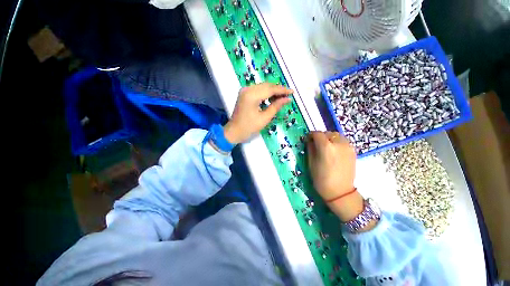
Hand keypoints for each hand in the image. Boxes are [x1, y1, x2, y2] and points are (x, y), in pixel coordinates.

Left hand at [224, 83, 292, 143]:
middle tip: (288, 95)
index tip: (292, 92)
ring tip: (282, 96)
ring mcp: (245, 90)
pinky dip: (266, 93)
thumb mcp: (264, 118)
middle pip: (266, 85)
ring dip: (272, 90)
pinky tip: (272, 97)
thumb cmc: (249, 127)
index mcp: (252, 95)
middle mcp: (247, 89)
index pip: (270, 89)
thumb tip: (287, 99)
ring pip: (262, 86)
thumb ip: (276, 106)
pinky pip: (258, 90)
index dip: (282, 90)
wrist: (234, 131)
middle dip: (278, 89)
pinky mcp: (244, 94)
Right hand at [307, 131, 355, 200]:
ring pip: (337, 135)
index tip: (307, 139)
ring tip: (326, 147)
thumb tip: (309, 140)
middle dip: (320, 136)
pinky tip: (334, 151)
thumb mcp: (311, 163)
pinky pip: (343, 141)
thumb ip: (310, 148)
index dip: (311, 135)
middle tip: (316, 144)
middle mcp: (338, 143)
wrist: (340, 192)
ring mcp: (348, 146)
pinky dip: (337, 142)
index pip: (317, 133)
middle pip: (328, 133)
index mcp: (326, 147)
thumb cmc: (321, 179)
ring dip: (330, 138)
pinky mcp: (353, 151)